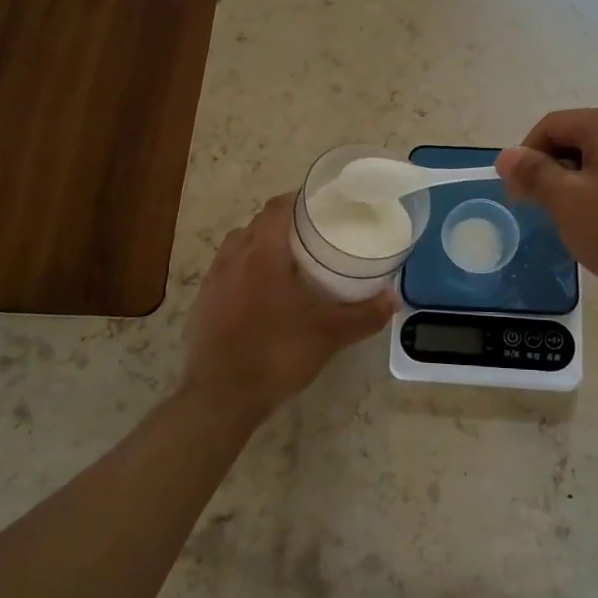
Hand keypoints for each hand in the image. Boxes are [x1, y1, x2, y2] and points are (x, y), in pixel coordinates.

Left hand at [181, 194, 397, 424]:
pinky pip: (225, 274)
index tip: (321, 206)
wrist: (221, 397)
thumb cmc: (277, 354)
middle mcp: (233, 258)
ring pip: (238, 247)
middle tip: (312, 237)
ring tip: (287, 264)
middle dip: (283, 224)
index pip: (277, 208)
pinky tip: (261, 297)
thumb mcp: (329, 334)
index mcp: (262, 254)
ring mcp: (213, 282)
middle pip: (257, 225)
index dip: (298, 200)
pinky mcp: (202, 304)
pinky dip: (244, 273)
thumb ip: (365, 314)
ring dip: (260, 247)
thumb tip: (394, 298)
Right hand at [497, 106, 597, 319]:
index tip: (519, 197)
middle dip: (553, 169)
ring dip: (578, 179)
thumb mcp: (567, 204)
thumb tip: (506, 156)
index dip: (526, 158)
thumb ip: (533, 173)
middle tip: (544, 210)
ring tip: (576, 218)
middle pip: (577, 136)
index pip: (550, 127)